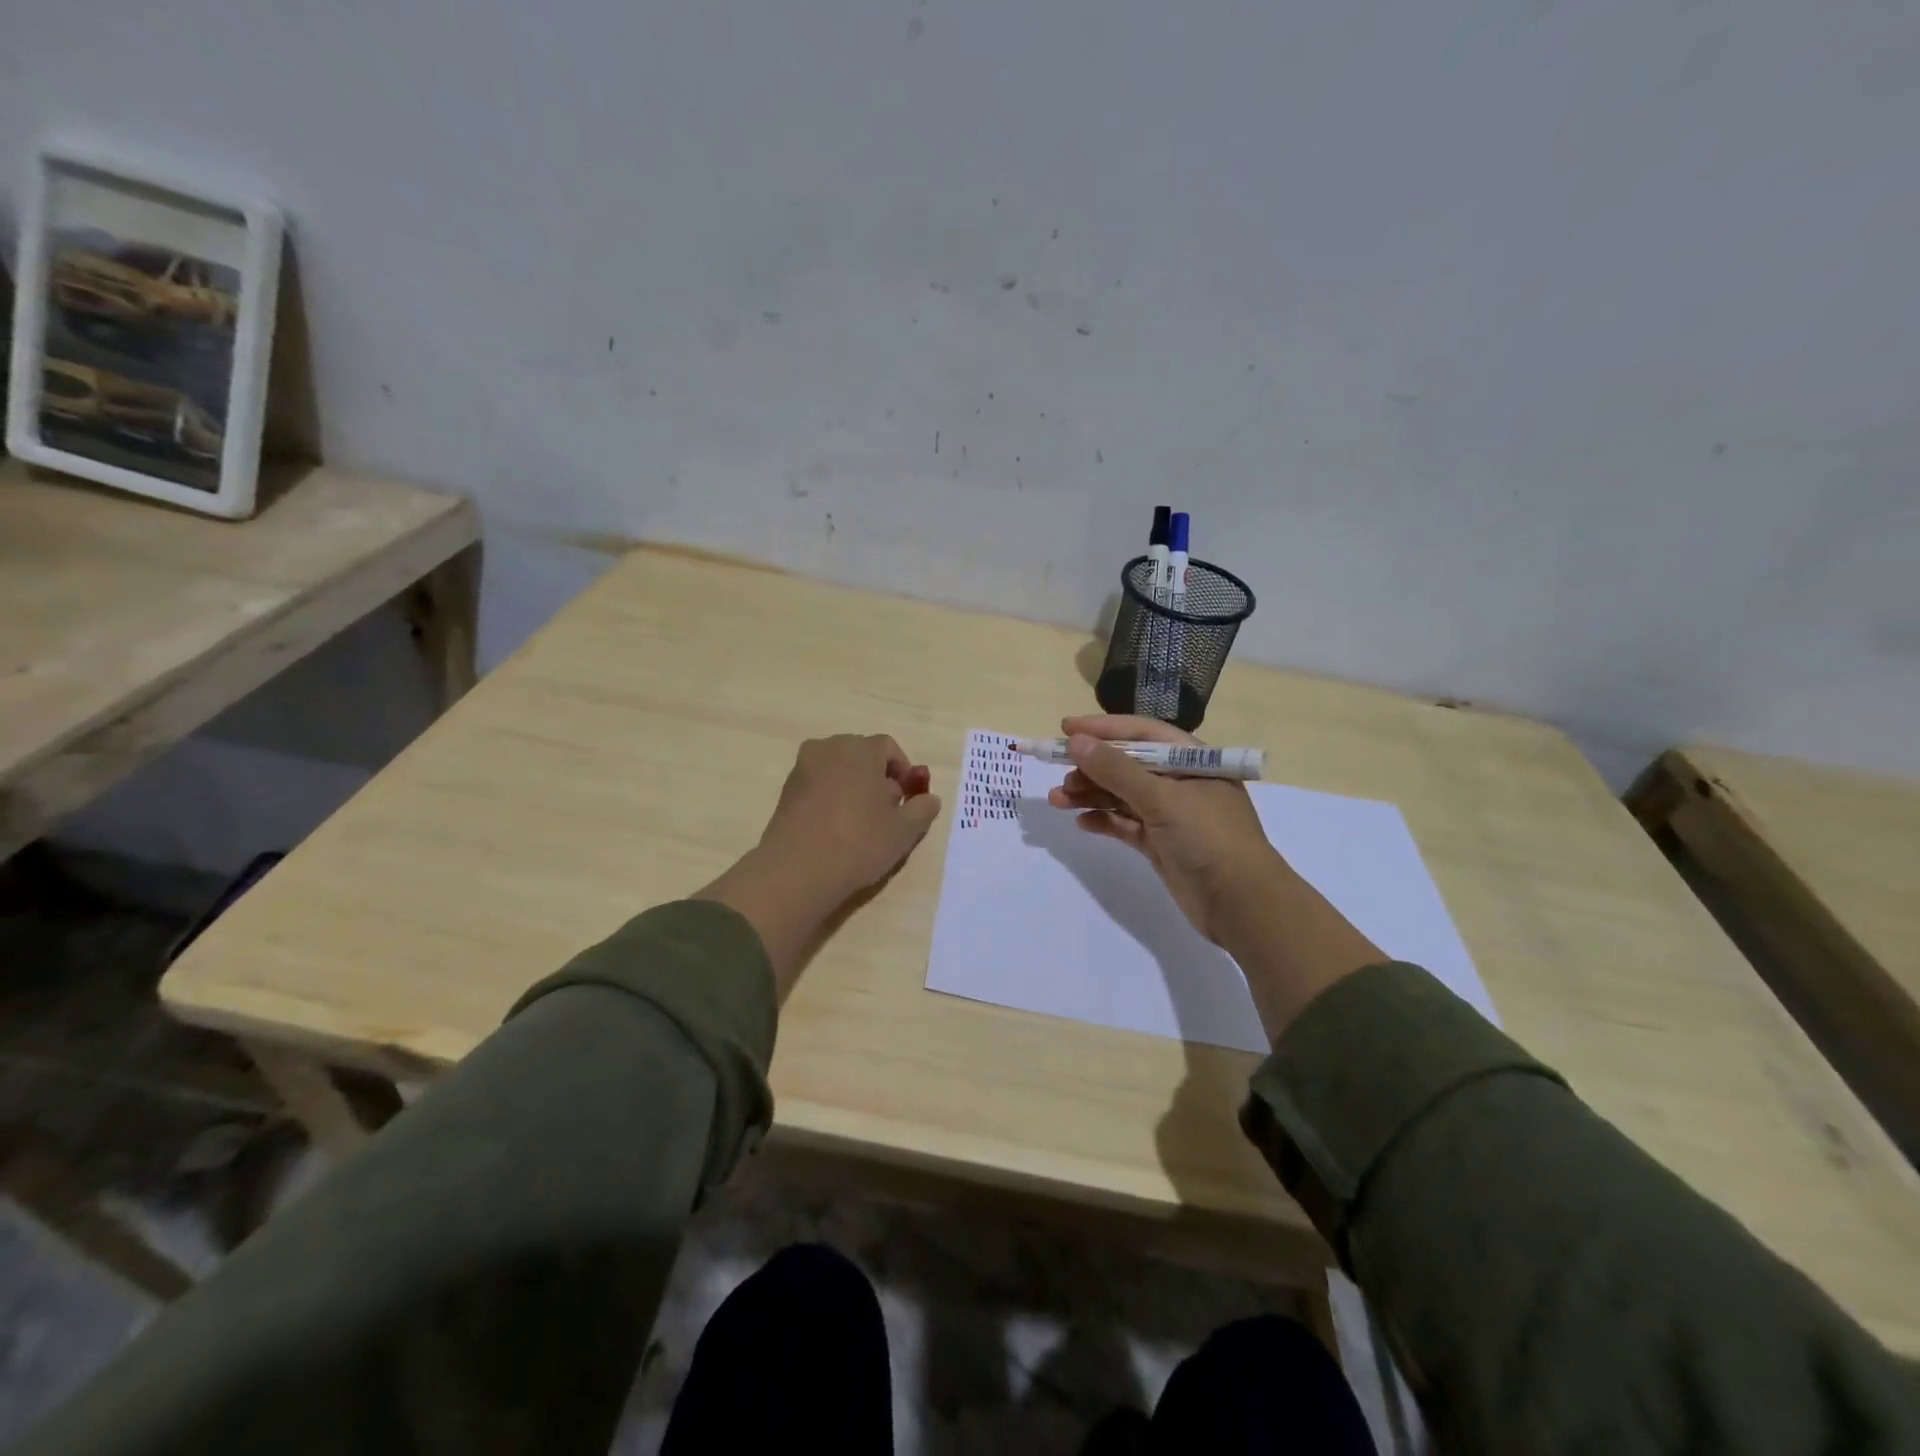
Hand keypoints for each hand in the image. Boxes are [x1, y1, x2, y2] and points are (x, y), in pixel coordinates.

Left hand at [756, 735, 941, 902]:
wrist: (797, 870)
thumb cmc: (859, 842)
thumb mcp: (904, 830)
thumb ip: (922, 809)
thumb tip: (929, 799)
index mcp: (860, 749)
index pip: (888, 747)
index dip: (903, 771)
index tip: (907, 799)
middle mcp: (829, 748)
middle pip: (861, 754)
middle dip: (878, 777)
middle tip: (887, 811)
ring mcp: (803, 768)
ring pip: (838, 769)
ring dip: (853, 786)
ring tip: (861, 823)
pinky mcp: (786, 790)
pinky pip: (818, 785)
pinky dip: (831, 797)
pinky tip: (835, 828)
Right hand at [1046, 714, 1278, 944]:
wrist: (1241, 904)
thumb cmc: (1208, 838)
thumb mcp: (1162, 798)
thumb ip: (1117, 770)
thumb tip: (1077, 742)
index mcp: (1191, 760)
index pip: (1141, 733)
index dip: (1103, 729)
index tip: (1066, 729)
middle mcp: (1180, 782)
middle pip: (1128, 765)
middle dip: (1091, 767)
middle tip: (1058, 773)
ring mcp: (1171, 814)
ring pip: (1122, 796)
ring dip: (1091, 794)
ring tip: (1058, 799)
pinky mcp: (1161, 843)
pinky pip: (1126, 824)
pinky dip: (1104, 821)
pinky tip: (1081, 822)